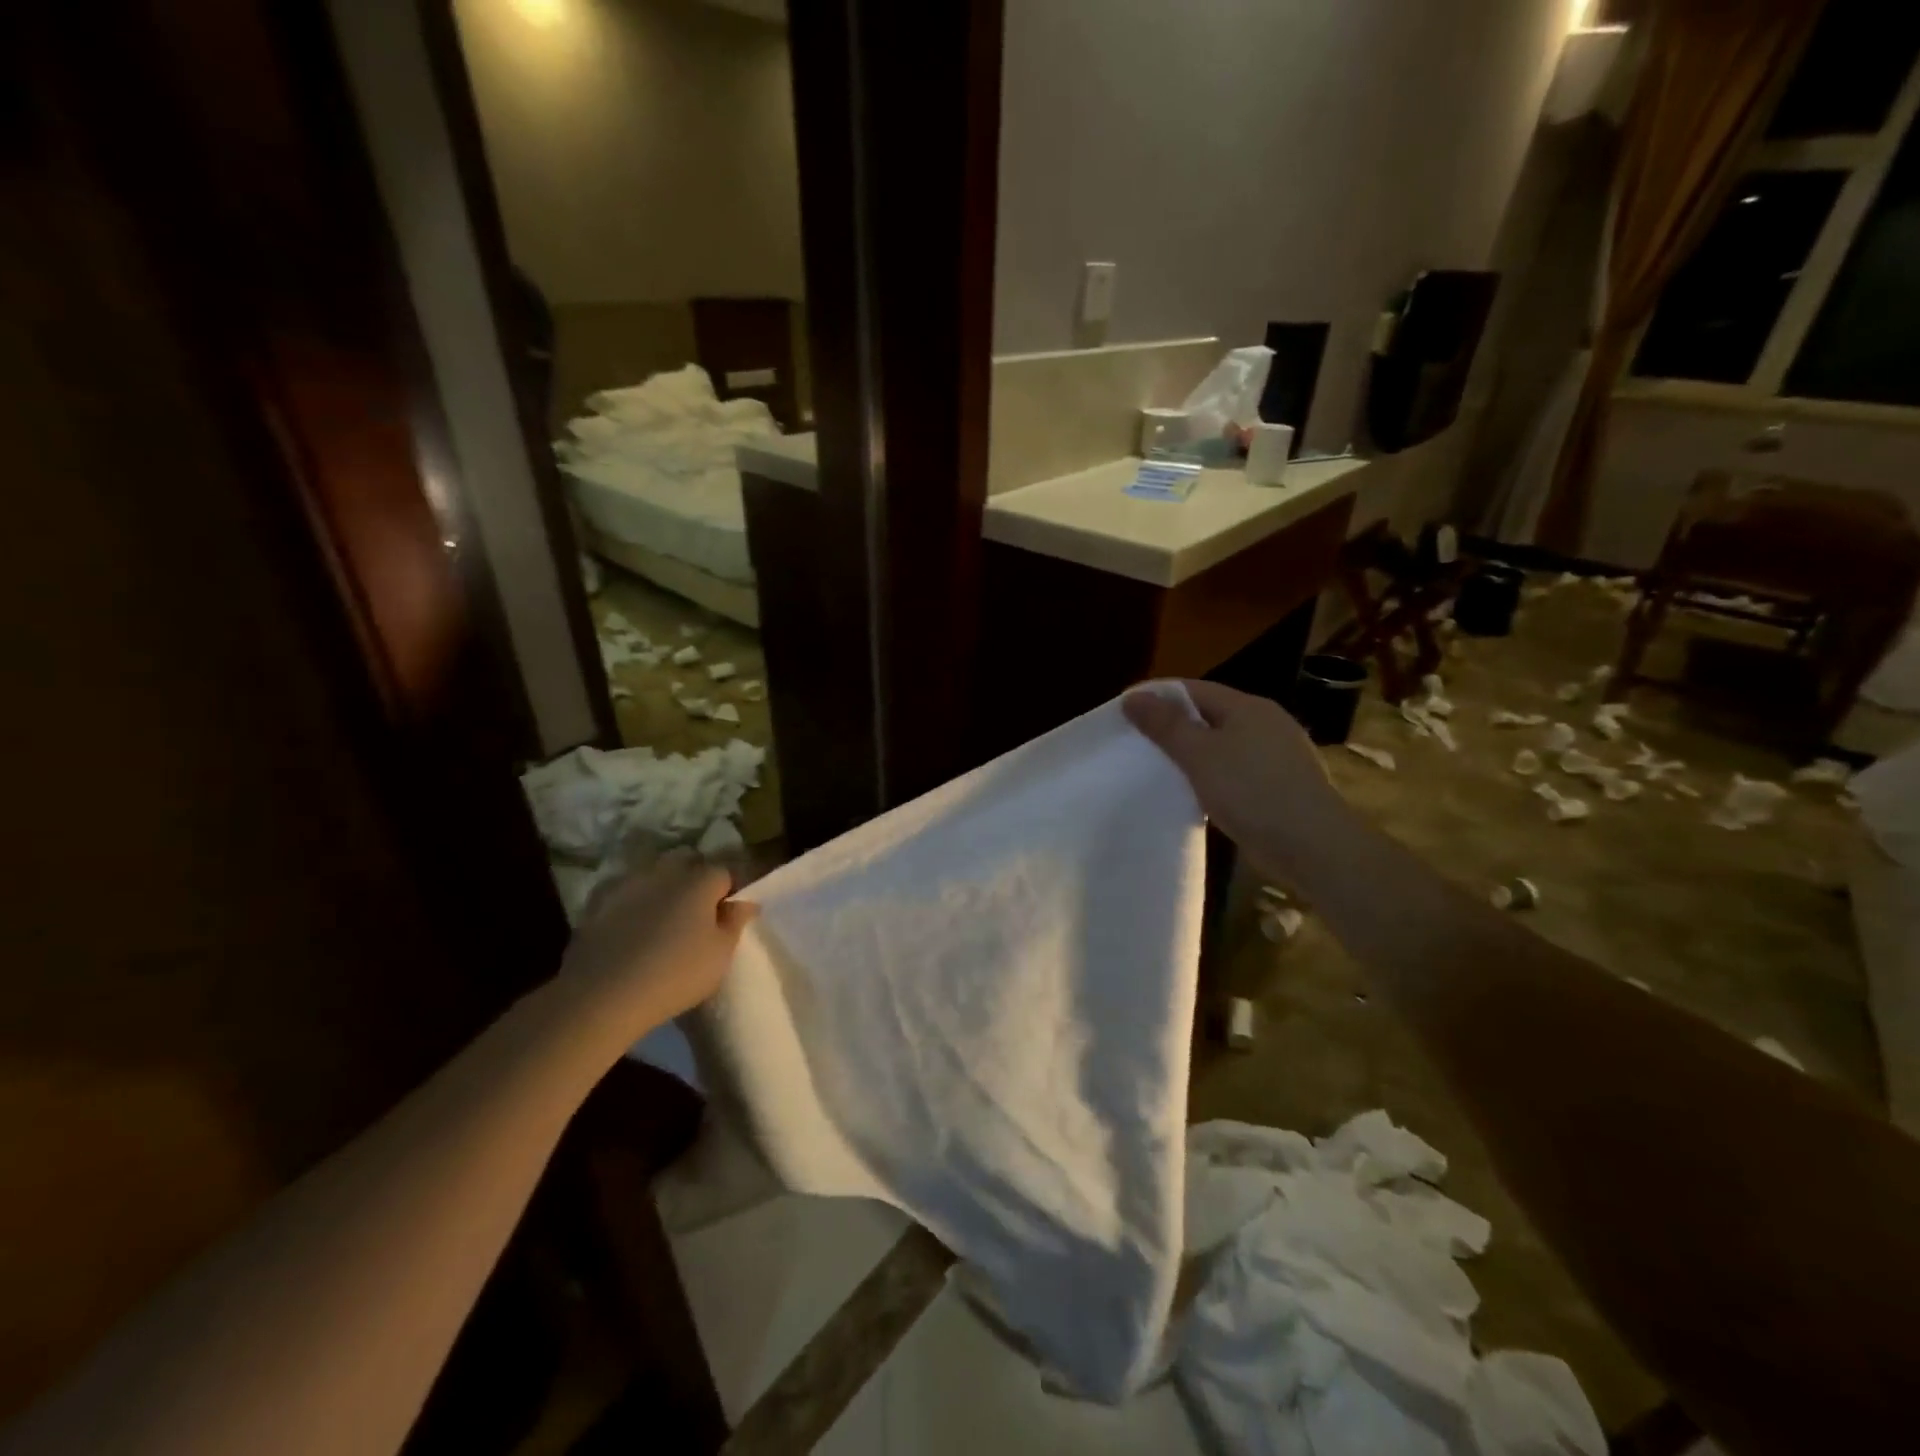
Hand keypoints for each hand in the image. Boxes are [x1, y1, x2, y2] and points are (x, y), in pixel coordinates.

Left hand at [556, 851, 755, 1034]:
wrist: (602, 995)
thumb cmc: (676, 974)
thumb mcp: (720, 955)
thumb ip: (735, 923)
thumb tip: (745, 902)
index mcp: (700, 881)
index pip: (724, 872)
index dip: (729, 890)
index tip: (728, 912)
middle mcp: (665, 872)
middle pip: (687, 862)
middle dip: (695, 878)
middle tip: (697, 911)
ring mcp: (629, 883)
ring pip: (653, 873)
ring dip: (662, 886)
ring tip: (663, 918)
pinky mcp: (598, 902)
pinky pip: (624, 892)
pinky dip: (632, 901)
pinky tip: (631, 925)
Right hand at [1124, 680, 1353, 892]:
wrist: (1313, 846)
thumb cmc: (1252, 791)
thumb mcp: (1200, 755)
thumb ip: (1166, 725)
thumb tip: (1133, 696)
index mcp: (1248, 707)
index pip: (1193, 689)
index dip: (1157, 696)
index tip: (1124, 712)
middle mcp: (1266, 723)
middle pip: (1208, 714)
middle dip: (1172, 726)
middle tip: (1135, 742)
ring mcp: (1277, 755)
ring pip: (1222, 745)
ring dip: (1192, 754)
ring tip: (1157, 769)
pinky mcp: (1280, 786)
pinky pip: (1235, 771)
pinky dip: (1211, 776)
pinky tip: (1195, 794)